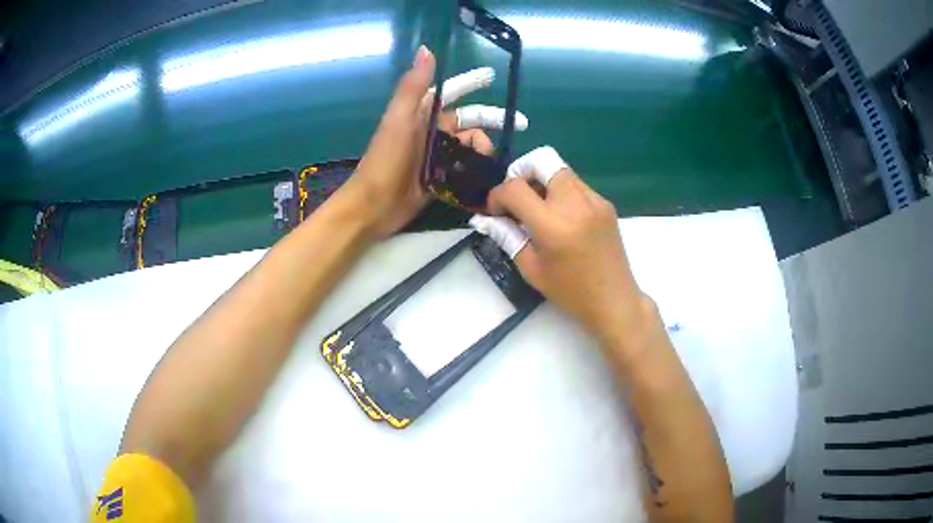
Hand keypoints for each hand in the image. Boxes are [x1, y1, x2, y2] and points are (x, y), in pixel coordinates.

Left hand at [345, 46, 528, 238]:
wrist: (374, 206)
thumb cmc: (385, 160)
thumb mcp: (399, 119)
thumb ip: (413, 86)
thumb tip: (427, 49)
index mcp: (420, 114)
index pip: (451, 92)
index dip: (471, 83)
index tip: (493, 77)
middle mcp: (430, 132)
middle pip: (468, 120)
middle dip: (491, 120)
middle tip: (520, 125)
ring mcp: (435, 156)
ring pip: (469, 145)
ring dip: (485, 149)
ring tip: (492, 161)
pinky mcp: (439, 178)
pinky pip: (464, 168)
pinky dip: (477, 169)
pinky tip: (490, 174)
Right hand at [471, 147, 649, 342]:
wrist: (614, 300)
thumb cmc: (570, 292)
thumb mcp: (531, 268)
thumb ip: (507, 236)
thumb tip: (485, 217)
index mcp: (553, 225)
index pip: (515, 188)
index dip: (497, 195)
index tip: (495, 210)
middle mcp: (575, 203)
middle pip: (542, 160)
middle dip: (521, 173)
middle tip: (516, 197)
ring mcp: (594, 200)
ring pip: (560, 169)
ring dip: (542, 180)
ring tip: (537, 207)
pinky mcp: (605, 203)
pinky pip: (576, 184)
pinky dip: (561, 191)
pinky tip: (560, 217)